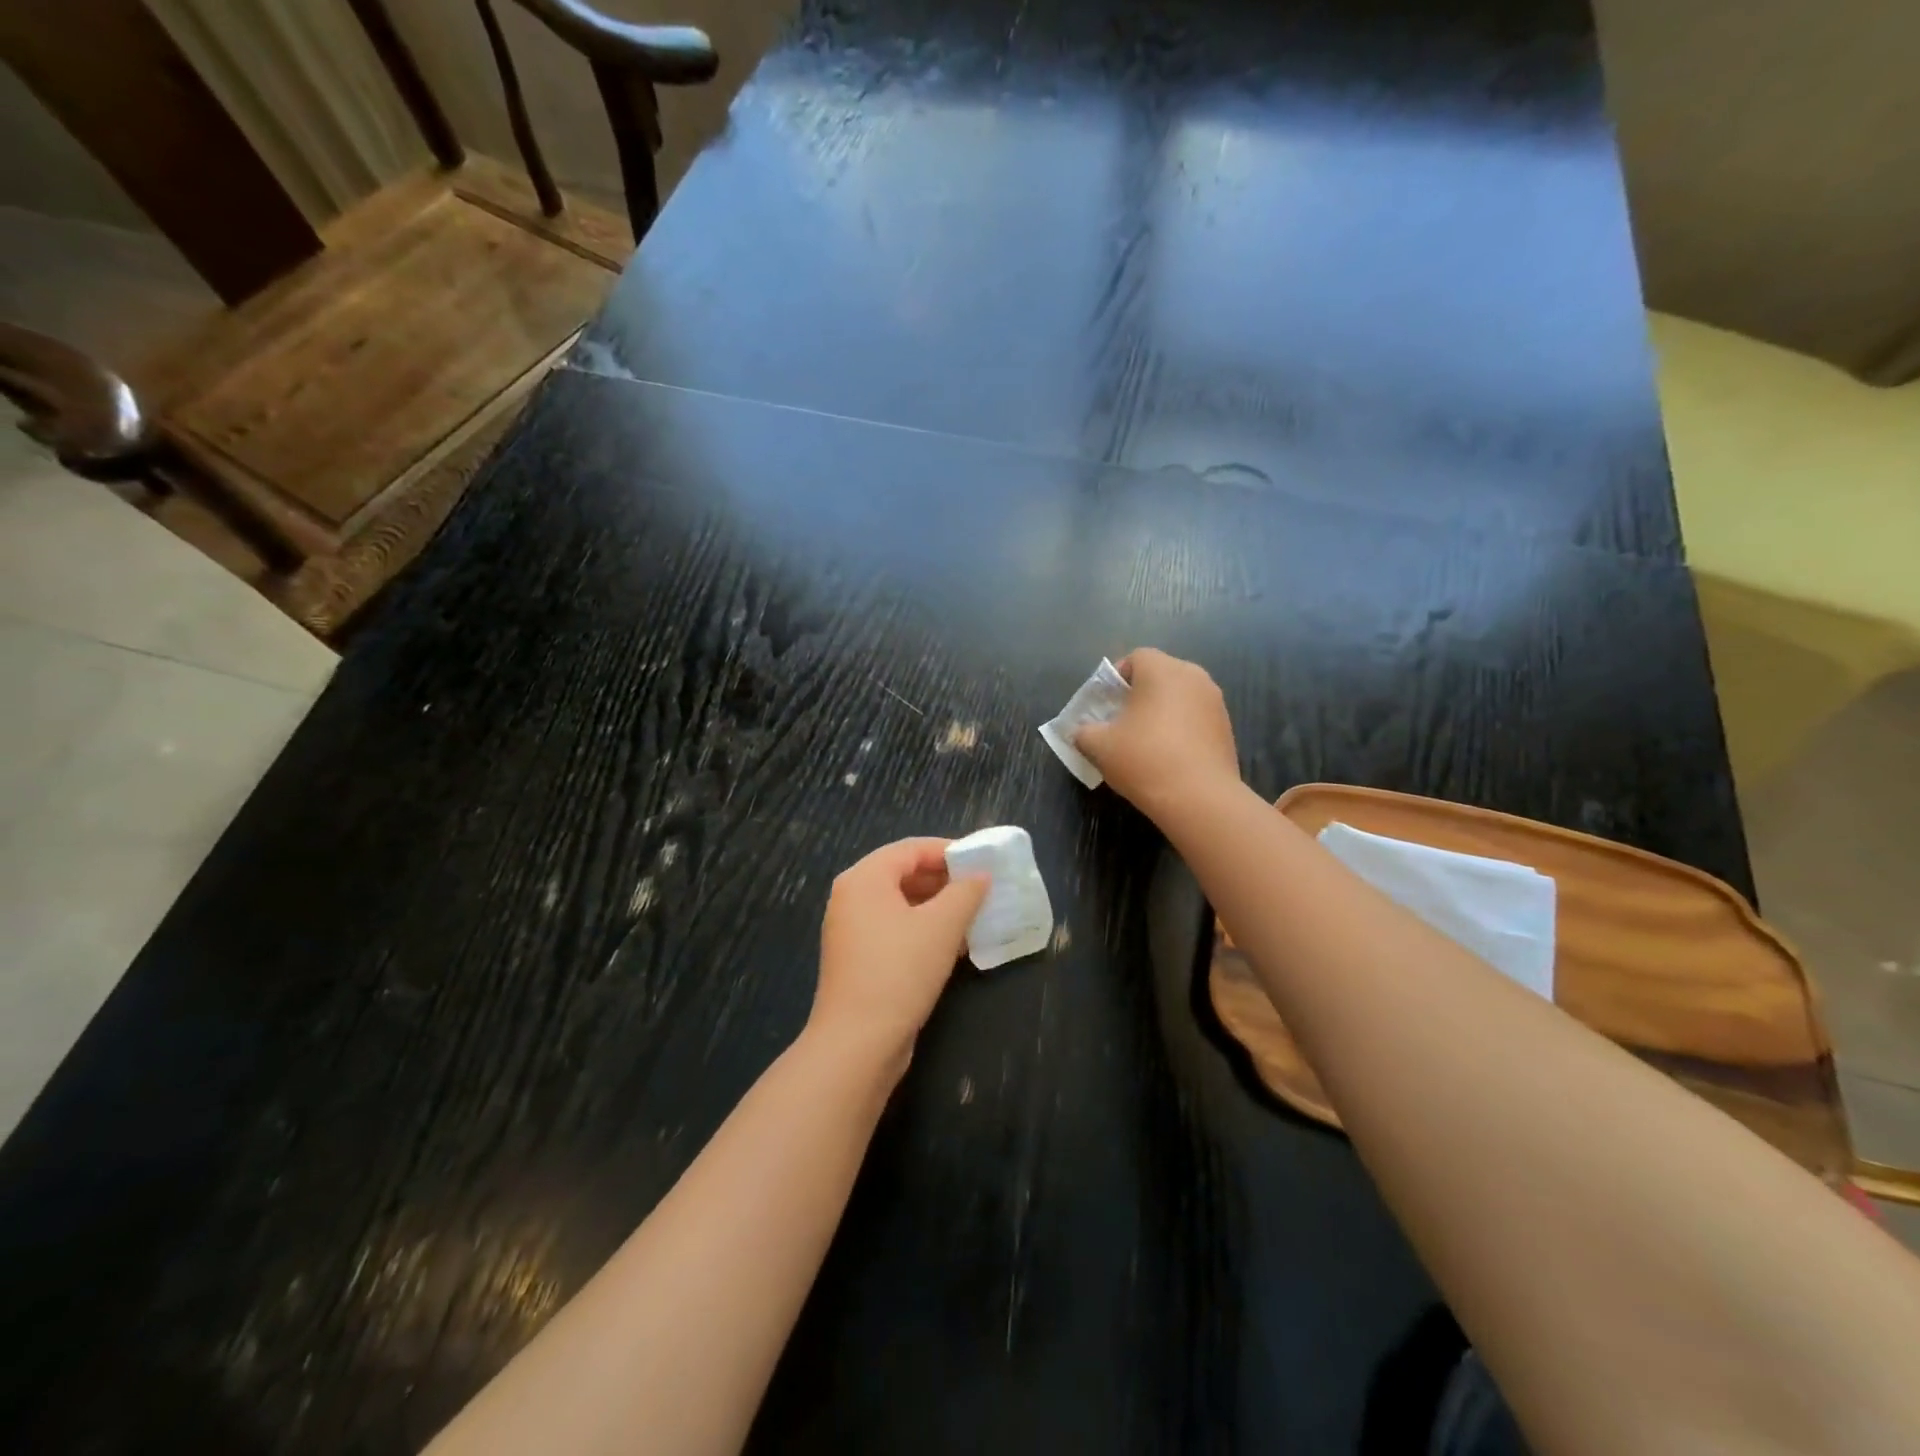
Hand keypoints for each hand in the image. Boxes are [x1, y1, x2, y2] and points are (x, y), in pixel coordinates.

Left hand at [812, 838, 989, 1075]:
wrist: (858, 1043)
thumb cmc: (900, 971)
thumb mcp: (942, 926)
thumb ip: (965, 892)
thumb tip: (981, 875)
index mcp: (864, 878)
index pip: (911, 849)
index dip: (949, 851)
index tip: (982, 861)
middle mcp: (852, 897)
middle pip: (904, 873)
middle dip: (945, 880)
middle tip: (982, 888)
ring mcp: (851, 930)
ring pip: (902, 904)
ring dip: (938, 907)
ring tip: (974, 915)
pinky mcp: (858, 959)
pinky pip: (895, 930)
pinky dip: (923, 930)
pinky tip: (955, 944)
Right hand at [1073, 649, 1239, 821]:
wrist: (1199, 798)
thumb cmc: (1144, 759)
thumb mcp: (1099, 746)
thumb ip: (1083, 732)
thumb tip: (1081, 732)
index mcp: (1162, 670)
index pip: (1136, 657)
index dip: (1117, 677)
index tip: (1106, 704)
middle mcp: (1193, 677)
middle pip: (1160, 675)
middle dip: (1139, 694)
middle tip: (1121, 722)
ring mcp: (1215, 702)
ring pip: (1180, 697)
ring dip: (1162, 711)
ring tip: (1145, 741)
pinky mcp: (1226, 728)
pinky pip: (1195, 718)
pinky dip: (1181, 728)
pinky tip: (1168, 756)